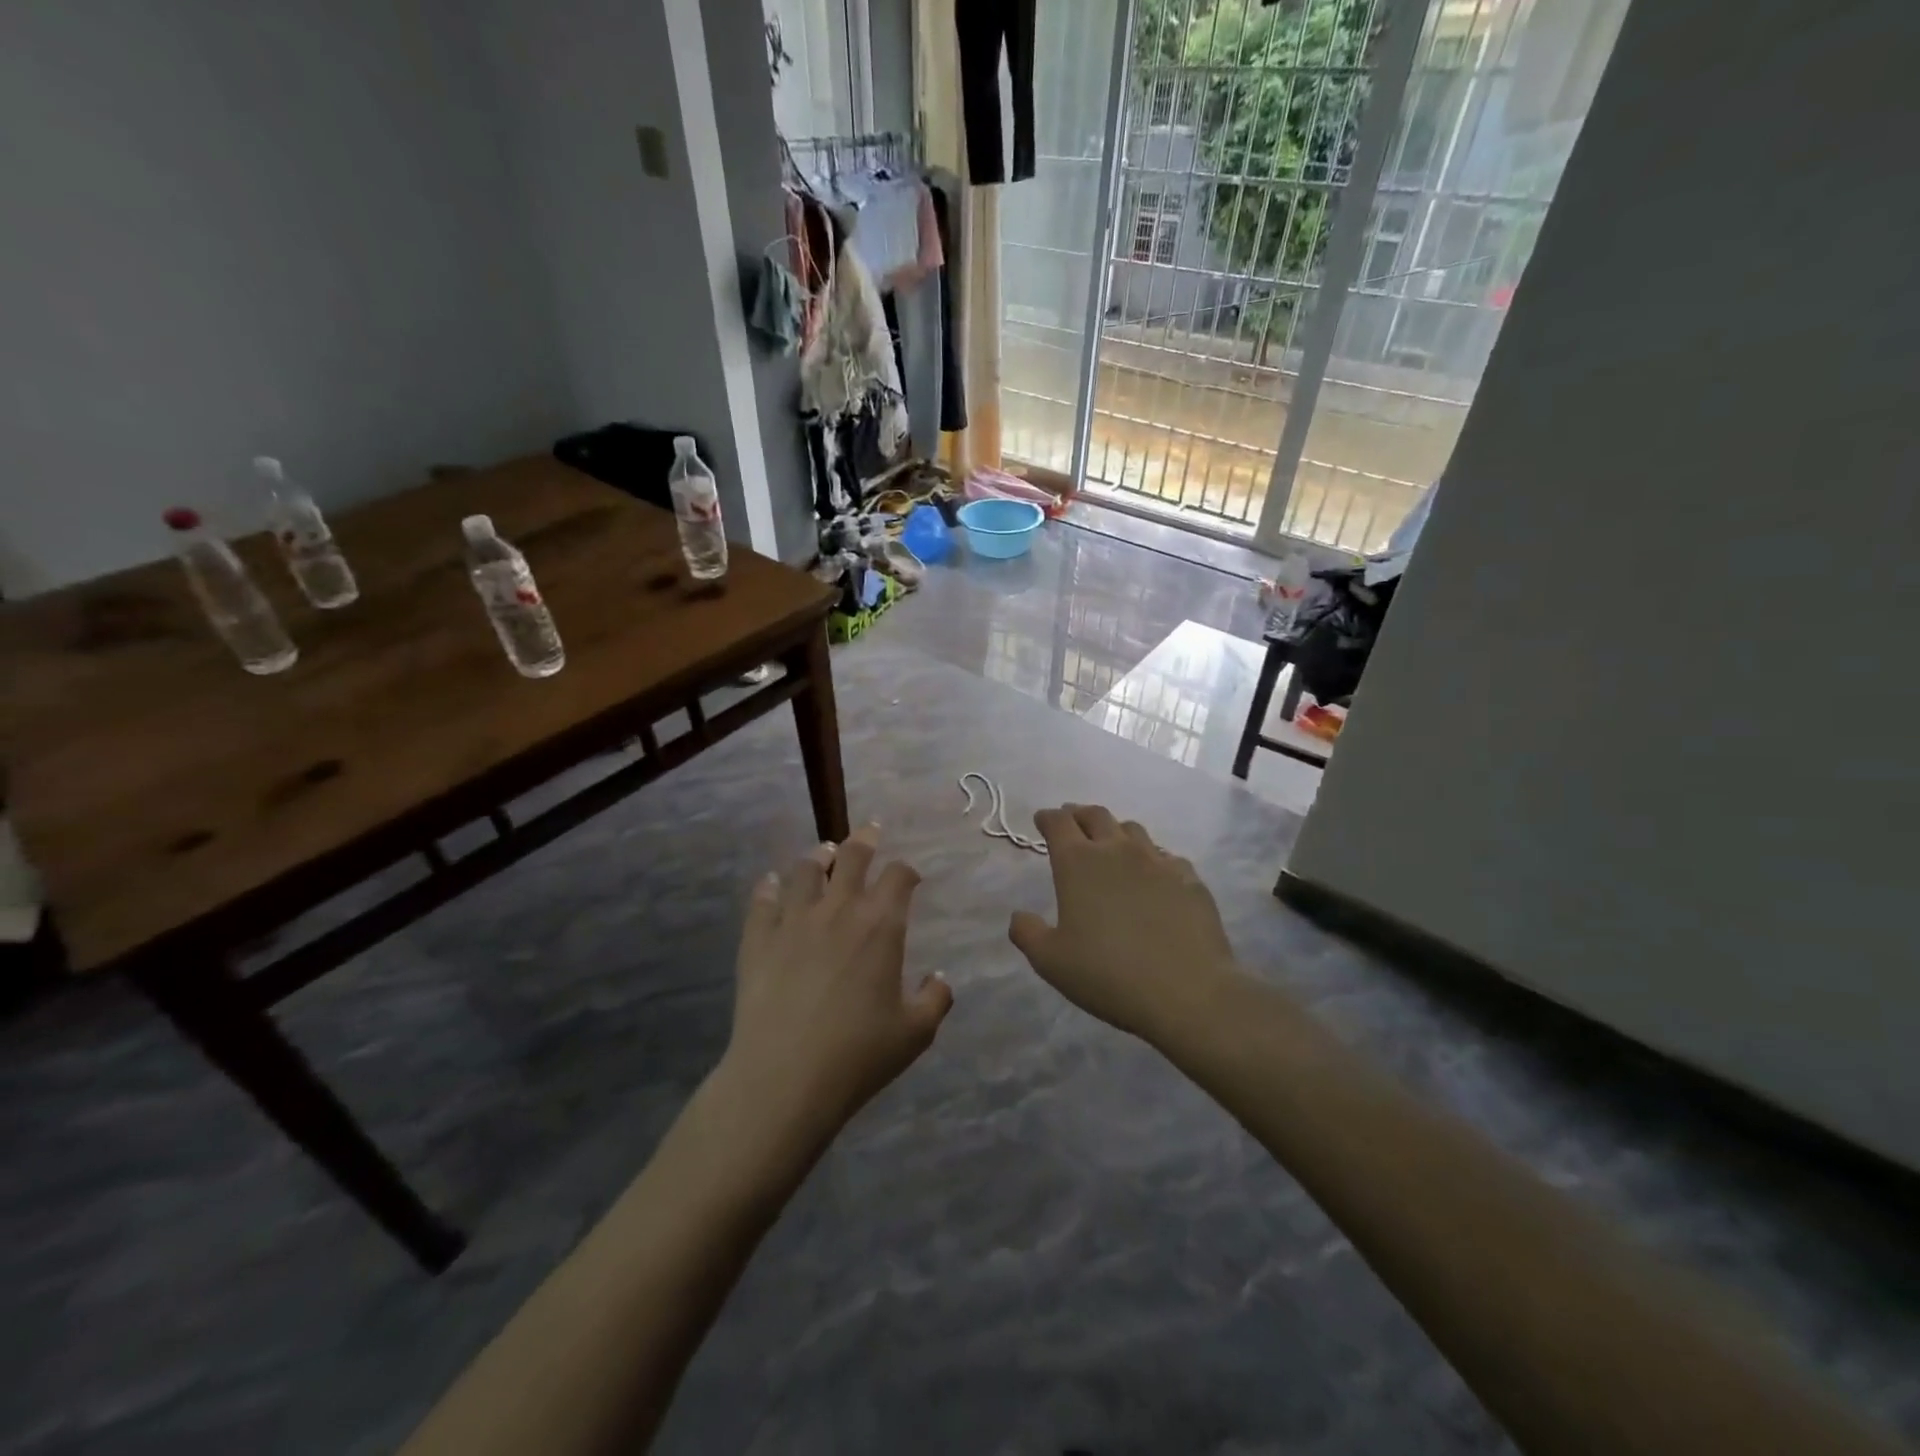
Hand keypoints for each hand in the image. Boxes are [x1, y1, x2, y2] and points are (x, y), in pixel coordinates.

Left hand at [724, 825, 951, 1138]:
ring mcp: (793, 919)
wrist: (785, 1077)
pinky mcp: (758, 937)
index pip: (899, 876)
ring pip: (805, 869)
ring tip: (823, 854)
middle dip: (865, 839)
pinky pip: (763, 898)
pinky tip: (772, 885)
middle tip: (870, 832)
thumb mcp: (916, 1033)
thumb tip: (940, 978)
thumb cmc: (859, 1054)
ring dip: (818, 856)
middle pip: (852, 856)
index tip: (909, 877)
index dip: (907, 871)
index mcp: (880, 925)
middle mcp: (838, 909)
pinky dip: (770, 886)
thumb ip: (936, 999)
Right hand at [1009, 804, 1237, 1039]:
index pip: (1058, 823)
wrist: (1188, 992)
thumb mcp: (1051, 962)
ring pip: (1132, 830)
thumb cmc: (1108, 975)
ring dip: (1115, 832)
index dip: (1047, 818)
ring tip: (1110, 845)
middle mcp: (1117, 850)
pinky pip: (1164, 856)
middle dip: (1079, 814)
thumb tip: (1019, 916)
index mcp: (1078, 863)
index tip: (1042, 820)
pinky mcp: (1189, 878)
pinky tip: (1152, 876)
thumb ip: (1027, 933)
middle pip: (1096, 815)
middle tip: (1072, 822)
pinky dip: (1150, 858)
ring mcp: (1158, 861)